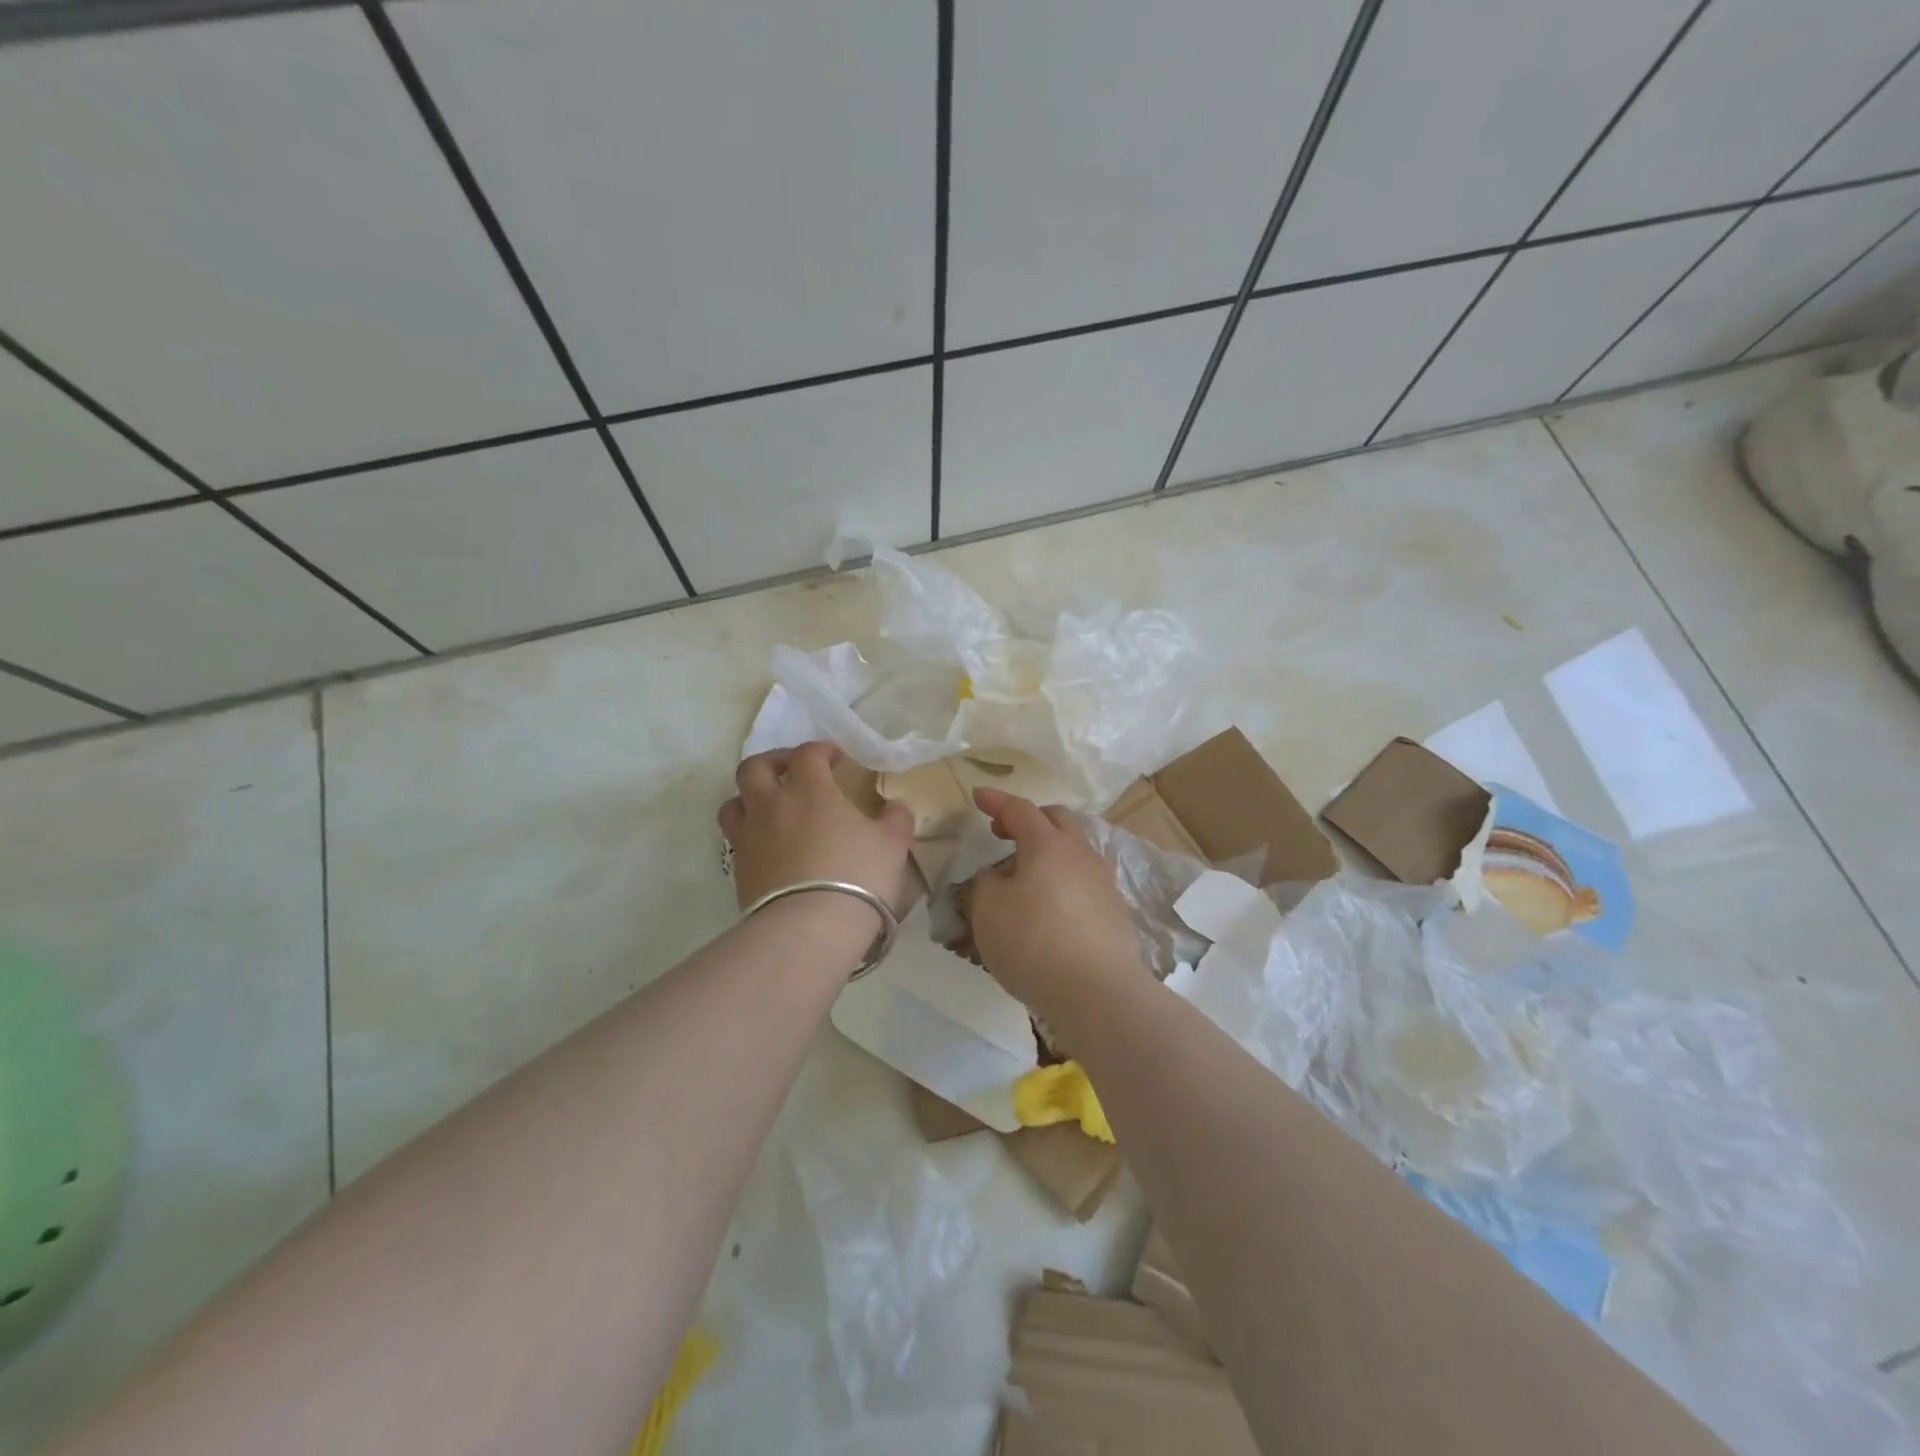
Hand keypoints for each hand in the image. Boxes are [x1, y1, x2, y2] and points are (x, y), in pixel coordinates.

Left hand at [718, 742, 914, 914]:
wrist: (810, 928)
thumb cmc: (857, 875)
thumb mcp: (892, 845)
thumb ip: (896, 819)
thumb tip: (895, 808)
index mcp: (809, 790)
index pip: (807, 754)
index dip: (821, 750)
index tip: (836, 758)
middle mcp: (772, 806)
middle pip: (754, 768)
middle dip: (773, 762)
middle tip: (792, 772)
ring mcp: (750, 838)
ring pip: (734, 802)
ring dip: (749, 797)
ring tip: (770, 807)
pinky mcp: (739, 870)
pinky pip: (737, 840)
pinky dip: (751, 834)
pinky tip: (771, 847)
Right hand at [967, 787, 1150, 1023]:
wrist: (1099, 993)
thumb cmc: (1034, 944)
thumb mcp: (988, 911)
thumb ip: (987, 884)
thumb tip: (1000, 875)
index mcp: (1047, 845)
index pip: (1020, 809)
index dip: (996, 801)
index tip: (978, 795)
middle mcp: (1080, 854)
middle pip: (1056, 820)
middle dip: (1028, 819)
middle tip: (1003, 833)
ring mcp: (1103, 882)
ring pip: (1073, 850)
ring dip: (1047, 851)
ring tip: (1024, 877)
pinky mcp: (1115, 911)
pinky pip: (1083, 880)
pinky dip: (1062, 879)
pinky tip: (1049, 907)